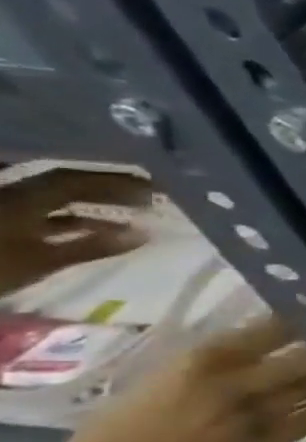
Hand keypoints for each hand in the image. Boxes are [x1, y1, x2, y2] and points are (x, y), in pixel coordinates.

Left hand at [0, 169, 152, 294]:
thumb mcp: (43, 260)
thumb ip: (93, 246)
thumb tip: (145, 234)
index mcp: (24, 199)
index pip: (76, 180)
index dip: (116, 182)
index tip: (154, 188)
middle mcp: (12, 196)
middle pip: (64, 185)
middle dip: (106, 190)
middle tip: (145, 198)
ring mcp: (4, 210)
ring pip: (52, 200)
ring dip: (91, 204)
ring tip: (125, 215)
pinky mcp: (2, 225)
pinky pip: (41, 214)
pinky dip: (70, 219)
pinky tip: (92, 230)